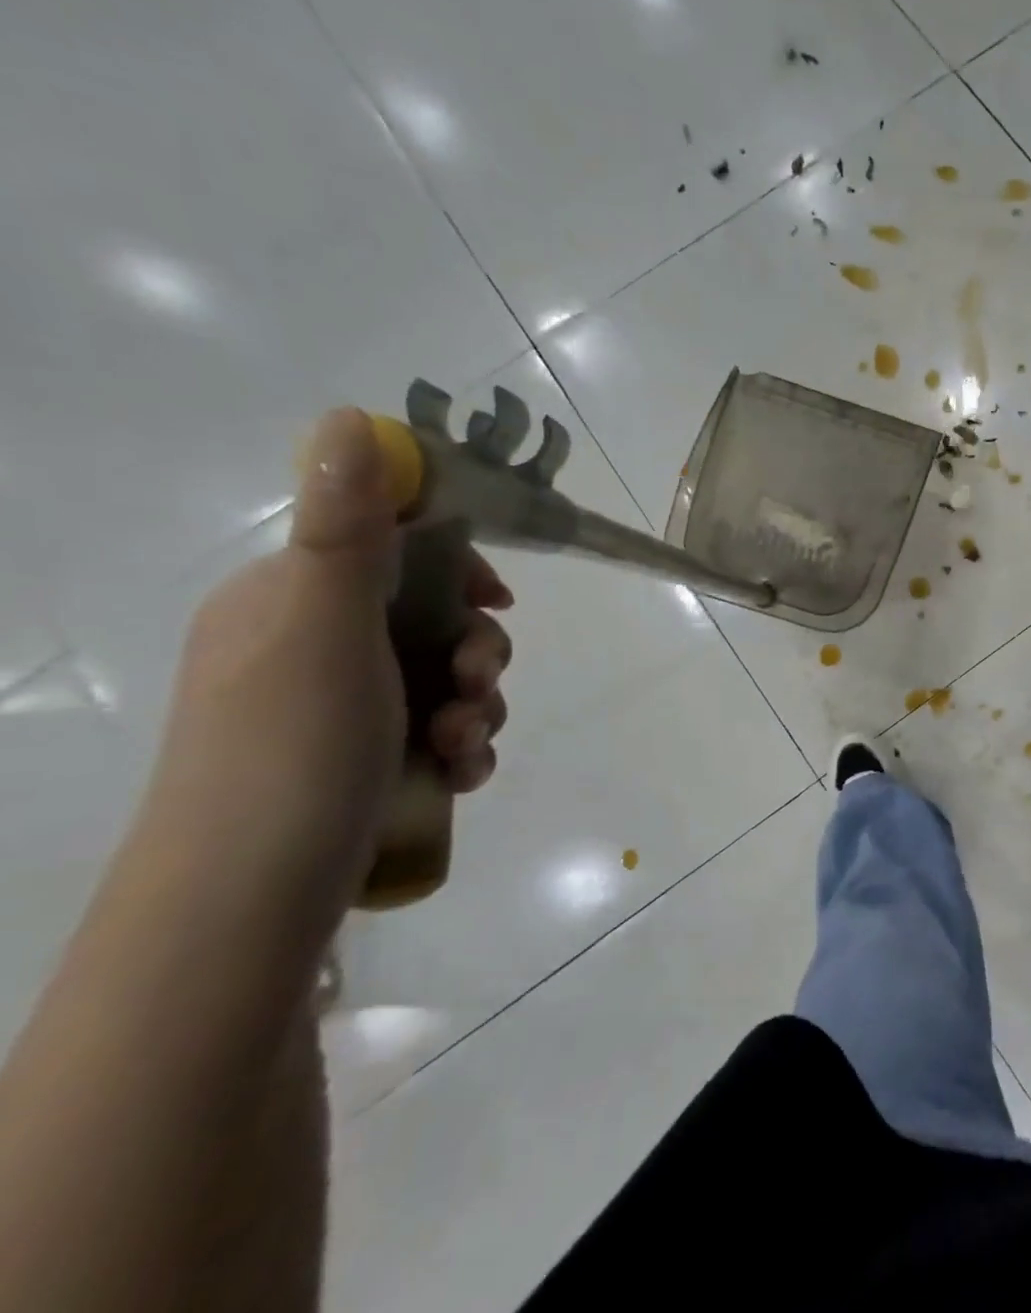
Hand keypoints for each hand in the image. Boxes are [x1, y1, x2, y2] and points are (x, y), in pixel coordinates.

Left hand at [140, 408, 511, 912]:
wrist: (251, 895)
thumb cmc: (293, 744)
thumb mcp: (325, 625)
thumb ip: (348, 527)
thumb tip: (350, 417)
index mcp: (292, 600)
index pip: (393, 547)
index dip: (459, 565)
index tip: (497, 598)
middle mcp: (313, 645)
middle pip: (435, 618)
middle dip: (479, 651)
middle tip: (481, 685)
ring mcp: (340, 708)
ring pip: (446, 679)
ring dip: (479, 706)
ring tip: (465, 746)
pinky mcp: (365, 760)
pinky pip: (438, 729)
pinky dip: (463, 745)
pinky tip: (462, 773)